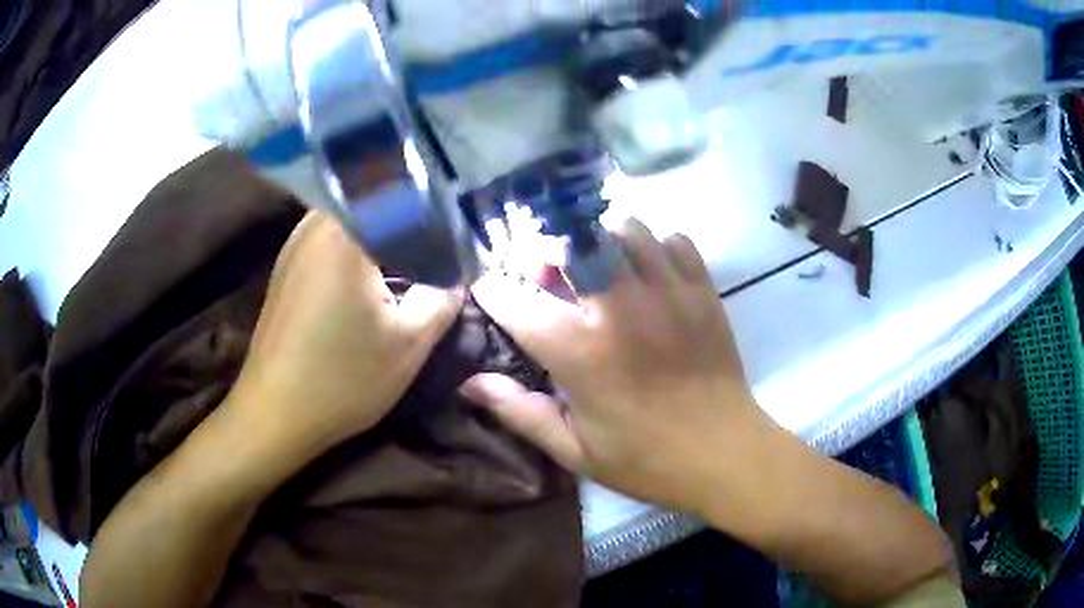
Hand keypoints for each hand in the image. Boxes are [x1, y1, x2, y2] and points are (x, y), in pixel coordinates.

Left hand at [234, 212, 462, 452]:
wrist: (275, 414)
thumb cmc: (342, 379)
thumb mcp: (409, 344)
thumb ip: (443, 298)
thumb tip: (460, 274)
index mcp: (346, 233)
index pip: (403, 195)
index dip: (439, 208)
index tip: (462, 230)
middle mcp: (315, 226)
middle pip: (373, 199)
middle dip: (410, 214)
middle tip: (441, 237)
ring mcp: (295, 245)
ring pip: (350, 217)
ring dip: (382, 229)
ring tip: (413, 251)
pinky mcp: (286, 267)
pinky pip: (331, 237)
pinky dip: (357, 245)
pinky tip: (373, 271)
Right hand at [461, 219, 780, 515]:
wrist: (726, 454)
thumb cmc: (647, 461)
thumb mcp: (576, 451)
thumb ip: (520, 412)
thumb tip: (470, 383)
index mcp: (580, 352)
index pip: (515, 300)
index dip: (493, 291)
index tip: (491, 294)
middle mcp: (620, 308)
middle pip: (571, 242)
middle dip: (551, 255)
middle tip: (555, 281)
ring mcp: (667, 292)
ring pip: (624, 229)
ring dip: (603, 244)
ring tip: (604, 272)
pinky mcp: (703, 290)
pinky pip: (674, 240)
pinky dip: (656, 247)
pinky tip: (651, 275)